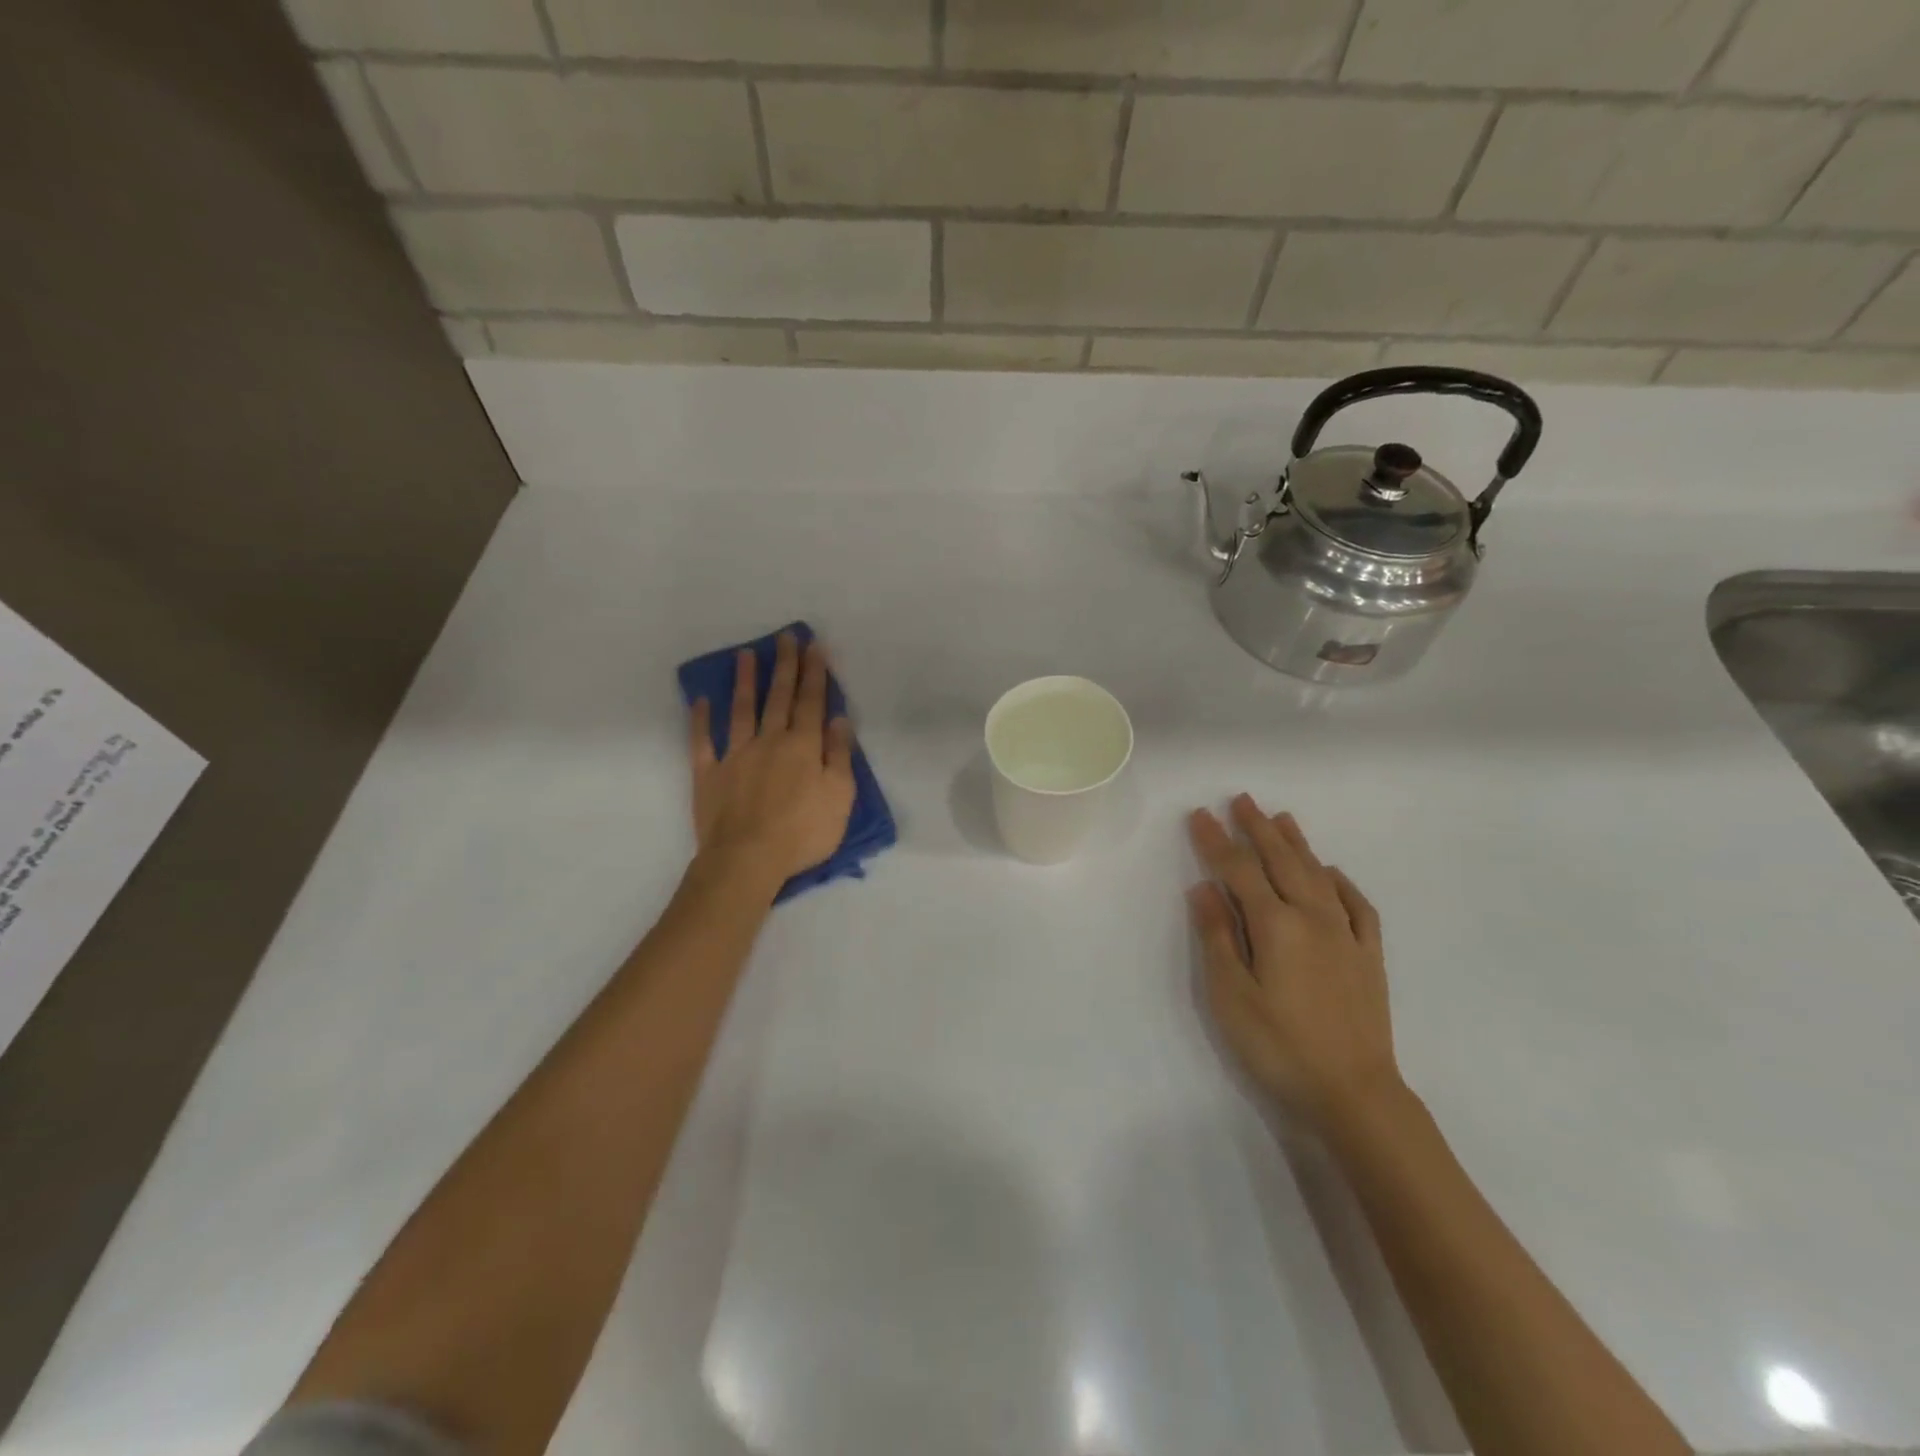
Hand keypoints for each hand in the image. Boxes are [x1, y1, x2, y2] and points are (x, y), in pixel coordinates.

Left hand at [689, 633, 856, 893]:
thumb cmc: (803, 831)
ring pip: (740, 710)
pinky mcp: (709, 774)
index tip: (814, 645)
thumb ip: (839, 755)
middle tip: (785, 637)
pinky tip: (701, 701)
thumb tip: (838, 719)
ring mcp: (735, 755)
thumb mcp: (839, 796)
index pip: (810, 702)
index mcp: (802, 746)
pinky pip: (702, 742)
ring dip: (744, 681)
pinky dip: (701, 720)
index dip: (814, 673)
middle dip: (784, 666)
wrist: (748, 858)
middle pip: (777, 697)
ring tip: (746, 655)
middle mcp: (768, 741)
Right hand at [1187, 794, 1402, 1128]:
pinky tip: (1332, 872)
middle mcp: (1313, 918)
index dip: (1216, 841)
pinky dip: (1342, 882)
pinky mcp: (1368, 956)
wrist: (1354, 1093)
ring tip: (1281, 818)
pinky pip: (1357, 905)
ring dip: (1297, 844)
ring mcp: (1346, 935)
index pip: (1238, 870)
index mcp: (1276, 925)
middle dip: (1257, 829)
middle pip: (1281, 861)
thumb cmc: (1280, 1046)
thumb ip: (1218, 937)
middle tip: (1241, 799)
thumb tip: (1204, 888)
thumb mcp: (1232, 996)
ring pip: (1318, 875)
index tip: (1200, 815)